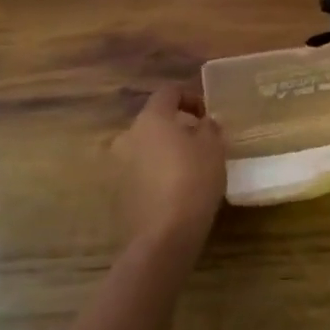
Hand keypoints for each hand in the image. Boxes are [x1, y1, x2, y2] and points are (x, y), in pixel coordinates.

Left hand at [111, 84, 225, 256]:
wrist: (163, 237)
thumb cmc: (193, 180)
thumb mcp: (213, 148)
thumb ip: (209, 127)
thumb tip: (203, 123)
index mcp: (151, 118)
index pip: (168, 92)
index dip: (190, 97)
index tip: (206, 115)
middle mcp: (127, 136)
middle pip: (154, 121)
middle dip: (176, 128)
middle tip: (200, 143)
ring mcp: (117, 166)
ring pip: (145, 148)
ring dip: (164, 152)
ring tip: (188, 169)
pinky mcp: (116, 193)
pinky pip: (139, 173)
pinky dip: (154, 174)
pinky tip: (173, 191)